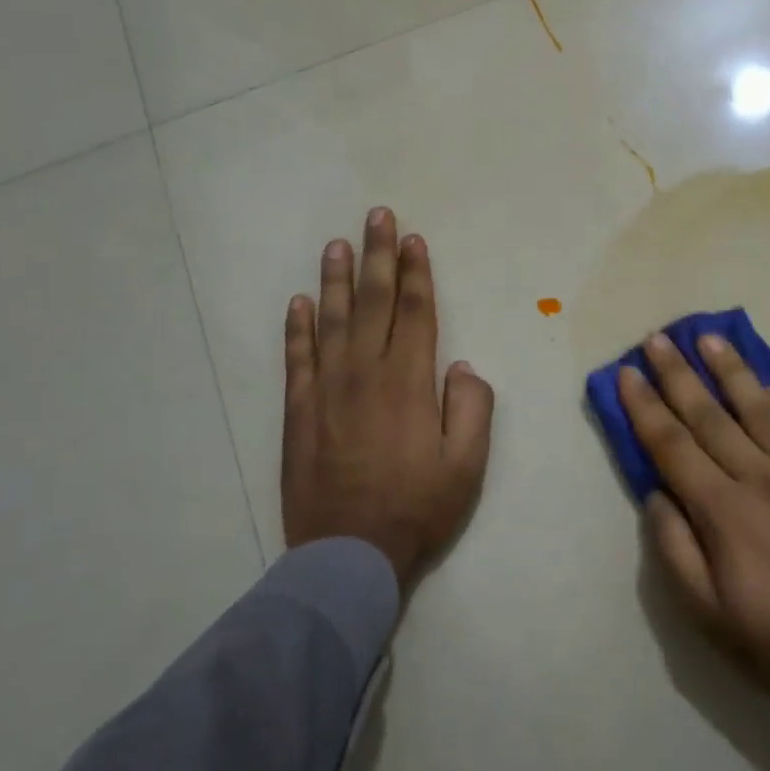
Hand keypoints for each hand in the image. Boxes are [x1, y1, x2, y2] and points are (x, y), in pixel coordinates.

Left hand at [281, 208, 494, 589]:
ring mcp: (327, 390)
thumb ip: (472, 407)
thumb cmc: (417, 508)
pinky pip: (297, 358)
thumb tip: (461, 366)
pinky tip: (299, 302)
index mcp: (410, 382)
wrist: (348, 554)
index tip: (413, 240)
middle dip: (378, 256)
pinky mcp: (299, 412)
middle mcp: (366, 373)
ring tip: (337, 244)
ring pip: (332, 320)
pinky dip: (297, 327)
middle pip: (373, 302)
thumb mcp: (467, 464)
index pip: (416, 312)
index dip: (416, 273)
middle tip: (377, 216)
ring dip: (336, 279)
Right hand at [619, 332, 769, 770]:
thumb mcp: (708, 617)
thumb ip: (674, 550)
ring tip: (710, 339)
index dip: (645, 407)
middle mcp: (762, 479)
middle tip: (657, 340)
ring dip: (732, 371)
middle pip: (710, 416)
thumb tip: (656, 495)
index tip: (628, 374)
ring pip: (761, 409)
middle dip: (678, 375)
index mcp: (724, 512)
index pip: (672, 445)